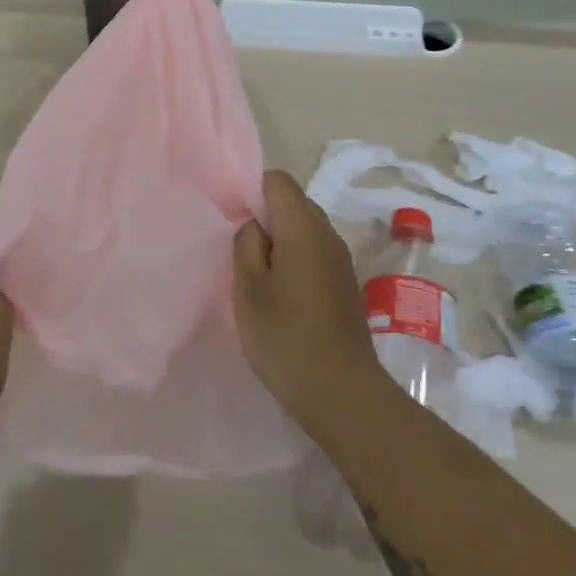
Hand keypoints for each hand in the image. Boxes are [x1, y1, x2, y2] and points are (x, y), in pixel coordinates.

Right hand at [233, 170, 381, 445]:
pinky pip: (314, 253)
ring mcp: (340, 260)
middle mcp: (327, 234)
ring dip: (279, 241)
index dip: (251, 190)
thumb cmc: (286, 337)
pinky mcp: (345, 284)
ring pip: (304, 229)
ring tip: (255, 273)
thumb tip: (253, 224)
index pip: (277, 181)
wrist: (343, 395)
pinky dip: (294, 260)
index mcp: (303, 227)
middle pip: (293, 202)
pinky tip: (279, 293)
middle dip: (264, 216)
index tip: (231, 218)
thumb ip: (246, 244)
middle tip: (237, 247)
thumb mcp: (249, 289)